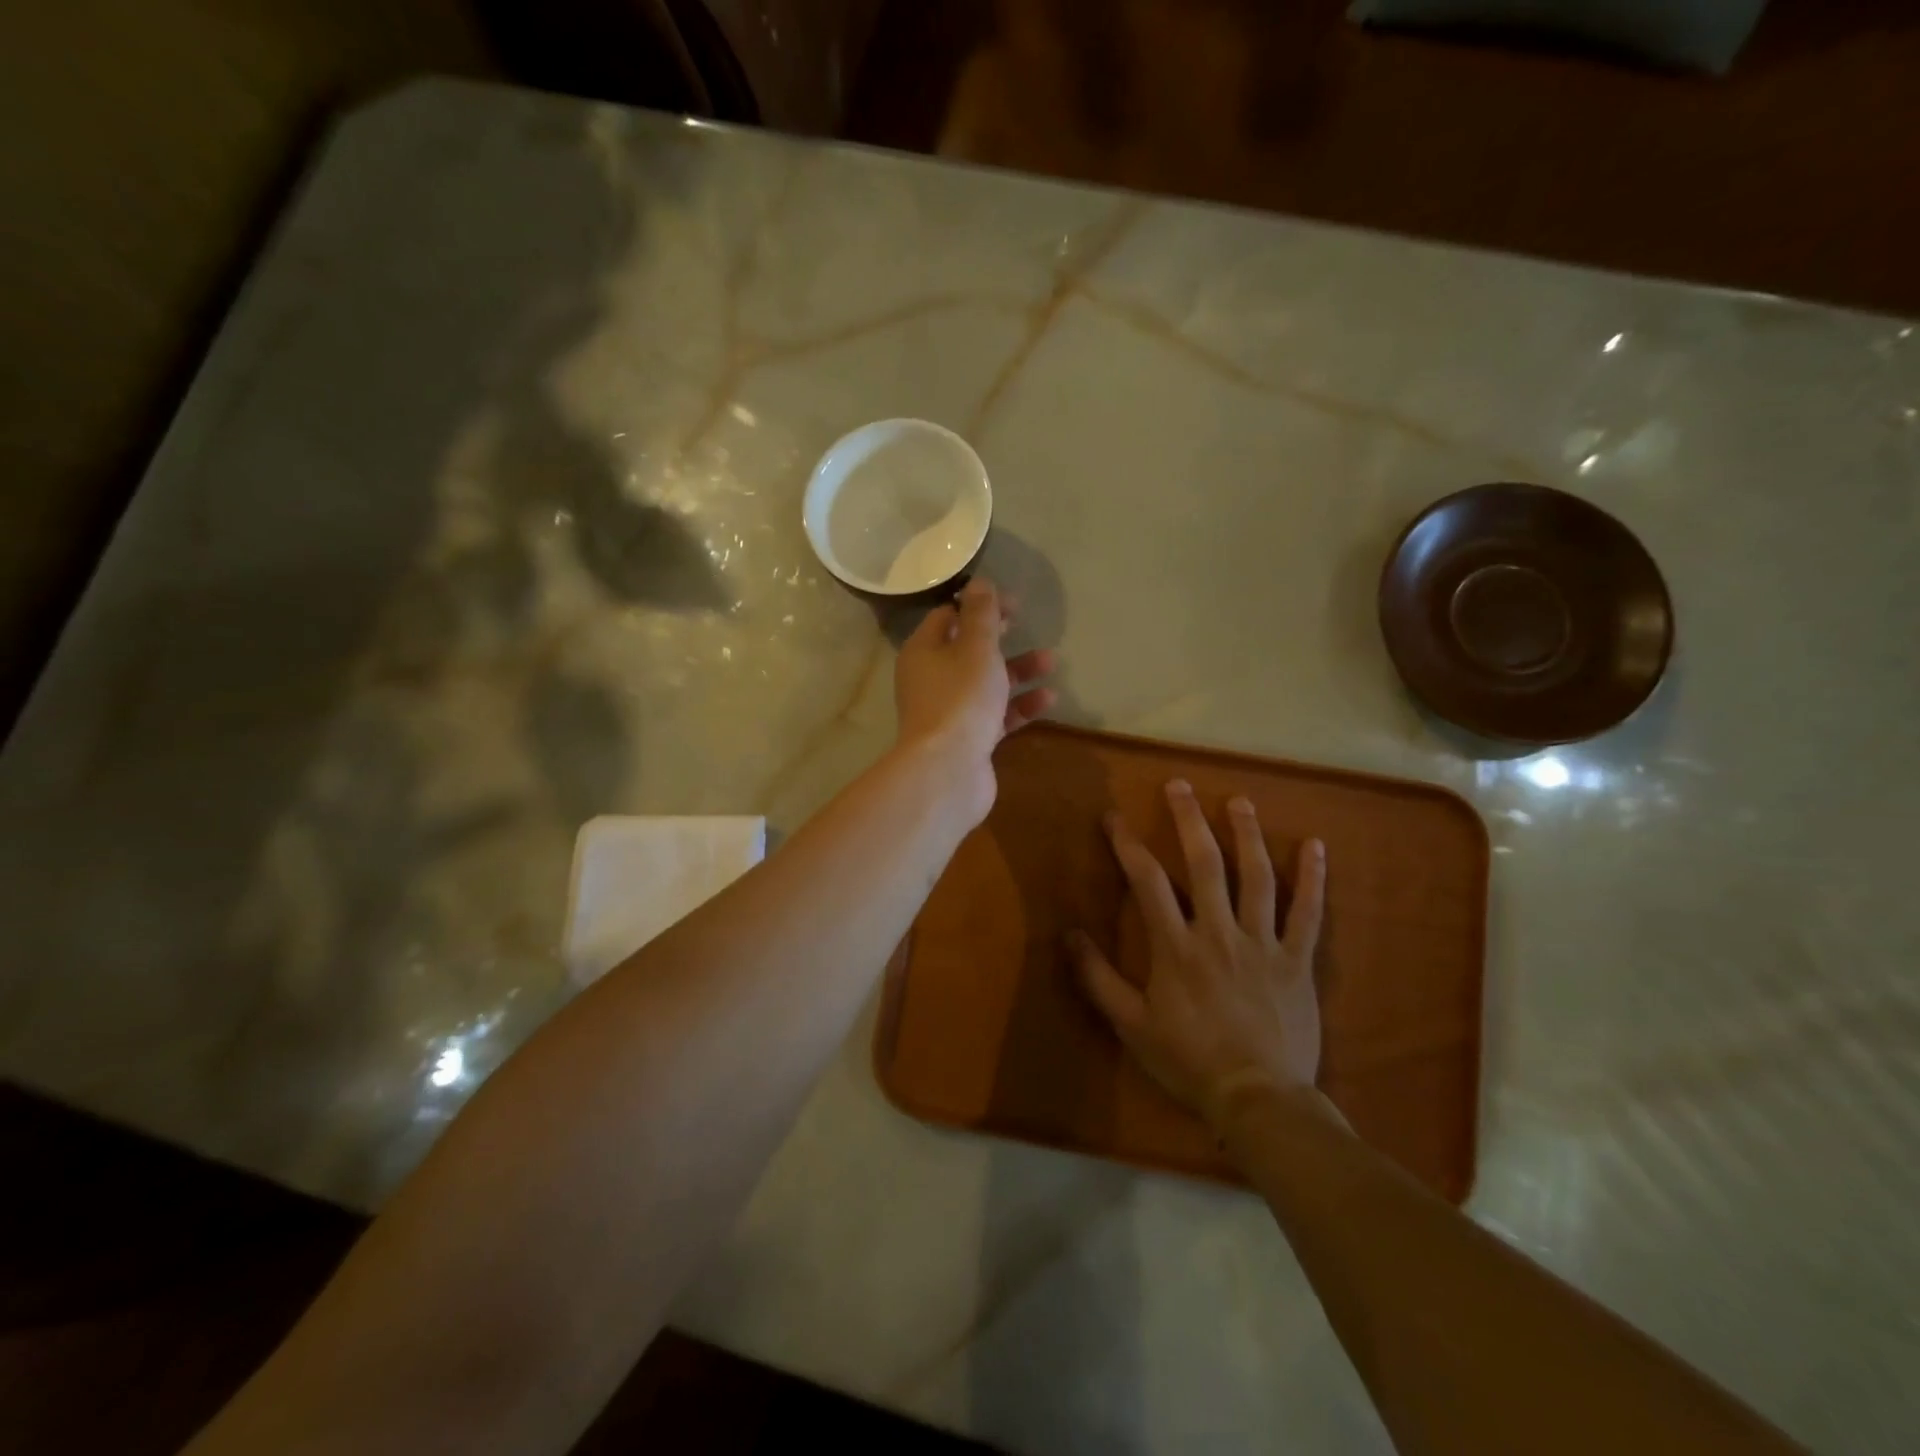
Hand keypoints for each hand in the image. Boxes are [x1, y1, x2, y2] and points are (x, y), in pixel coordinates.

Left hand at [893, 578, 1055, 820]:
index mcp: (923, 652)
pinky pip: (995, 714)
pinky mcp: (968, 739)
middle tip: (1024, 624)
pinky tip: (1048, 698)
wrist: (948, 771)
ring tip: (1051, 660)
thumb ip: (981, 615)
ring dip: (1017, 670)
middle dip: (999, 637)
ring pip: (985, 683)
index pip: (948, 617)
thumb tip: (979, 583)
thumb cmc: (960, 699)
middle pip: (966, 650)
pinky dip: (1019, 705)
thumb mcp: (976, 648)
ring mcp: (949, 712)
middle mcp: (931, 679)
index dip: (978, 606)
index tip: (1011, 604)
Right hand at [1069, 781, 1326, 1130]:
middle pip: (1204, 863)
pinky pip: (1309, 914)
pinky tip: (1316, 846)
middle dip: (1188, 820)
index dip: (1127, 844)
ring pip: (1257, 877)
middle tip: (1180, 785)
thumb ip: (1098, 978)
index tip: (1114, 817)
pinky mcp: (1297, 960)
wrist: (1258, 1099)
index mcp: (1176, 946)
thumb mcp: (1130, 1025)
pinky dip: (1313, 879)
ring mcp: (1263, 943)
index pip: (1147, 881)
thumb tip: (1069, 934)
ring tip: (1239, 802)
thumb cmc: (1189, 1061)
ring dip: (1247, 835)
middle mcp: (1219, 931)